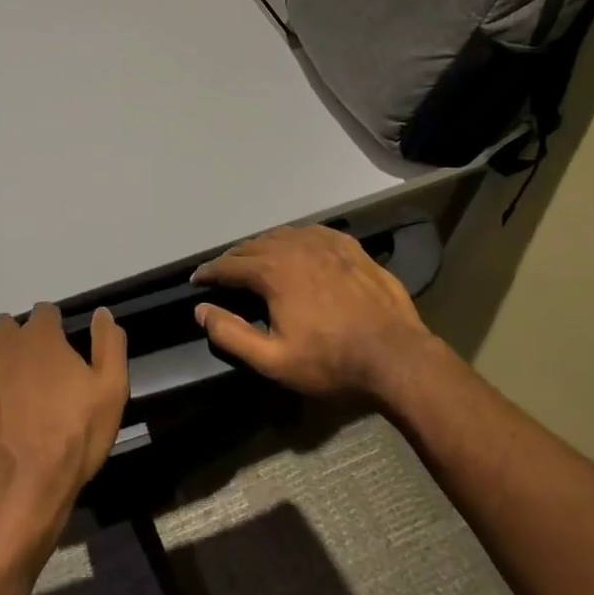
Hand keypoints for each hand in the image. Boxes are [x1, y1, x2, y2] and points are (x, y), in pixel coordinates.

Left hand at [0, 304, 127, 565]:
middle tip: (21, 377)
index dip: (50, 331)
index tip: (52, 356)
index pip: (45, 313)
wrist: (17, 487)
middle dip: (15, 343)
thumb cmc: (70, 442)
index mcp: (44, 335)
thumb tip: (102, 312)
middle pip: (9, 324)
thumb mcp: (111, 394)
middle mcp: (5, 335)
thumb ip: (109, 346)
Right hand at [192, 225, 437, 400]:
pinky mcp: (350, 247)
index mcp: (273, 271)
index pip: (230, 265)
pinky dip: (296, 239)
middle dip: (234, 258)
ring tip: (257, 260)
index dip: (210, 273)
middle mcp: (295, 247)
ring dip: (263, 246)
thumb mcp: (273, 360)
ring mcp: (326, 243)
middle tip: (224, 273)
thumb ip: (231, 334)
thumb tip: (201, 310)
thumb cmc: (331, 361)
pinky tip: (298, 249)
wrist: (396, 356)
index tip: (197, 280)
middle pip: (254, 245)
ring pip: (283, 235)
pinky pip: (313, 233)